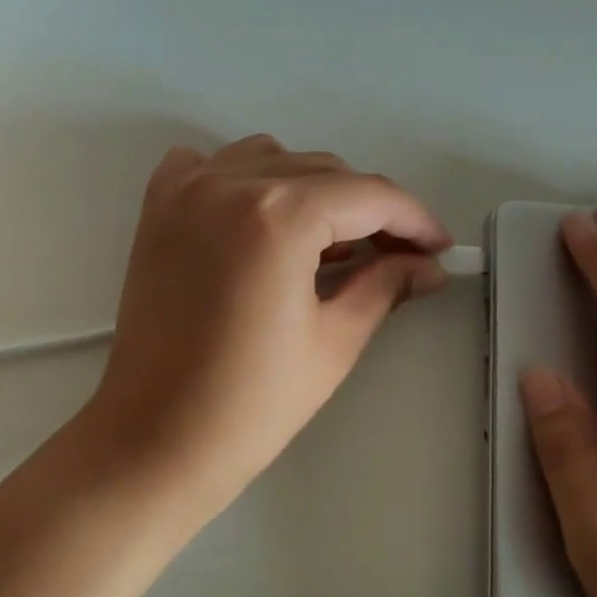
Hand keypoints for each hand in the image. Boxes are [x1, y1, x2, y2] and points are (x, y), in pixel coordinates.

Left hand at [84, 135, 450, 517]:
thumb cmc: (252, 403)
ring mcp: (186, 191)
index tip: (438, 246)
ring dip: (310, 189)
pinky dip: (243, 179)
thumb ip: (384, 285)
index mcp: (279, 217)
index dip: (413, 219)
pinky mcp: (158, 210)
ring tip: (326, 241)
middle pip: (324, 171)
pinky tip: (258, 216)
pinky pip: (209, 165)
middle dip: (369, 209)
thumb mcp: (334, 341)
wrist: (157, 437)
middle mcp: (230, 184)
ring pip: (271, 159)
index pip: (368, 195)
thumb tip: (426, 265)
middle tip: (395, 254)